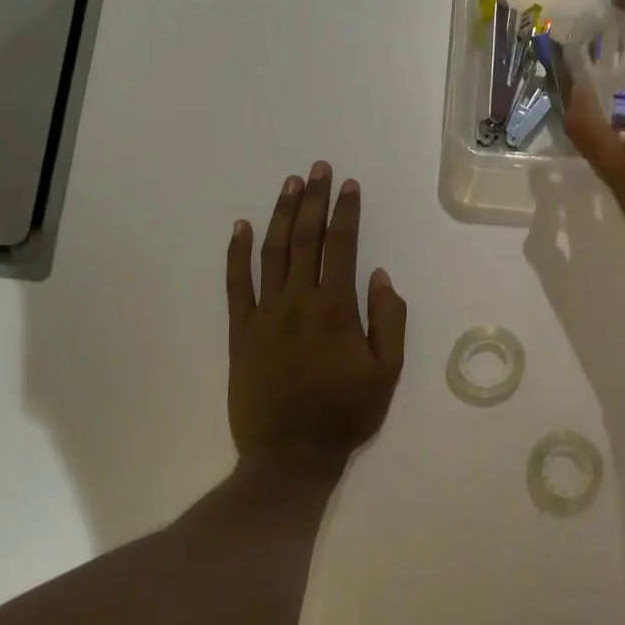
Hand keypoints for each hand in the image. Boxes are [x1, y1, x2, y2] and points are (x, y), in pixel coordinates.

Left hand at [226, 163, 407, 473]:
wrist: (290, 455)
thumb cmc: (346, 413)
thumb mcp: (388, 371)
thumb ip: (389, 320)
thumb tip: (380, 276)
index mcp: (336, 309)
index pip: (342, 246)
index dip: (346, 212)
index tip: (349, 185)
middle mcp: (298, 301)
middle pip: (305, 239)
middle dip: (313, 200)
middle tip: (318, 169)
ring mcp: (264, 315)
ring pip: (272, 253)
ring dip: (281, 215)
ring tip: (289, 185)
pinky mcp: (240, 332)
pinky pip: (236, 284)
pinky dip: (236, 253)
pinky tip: (240, 227)